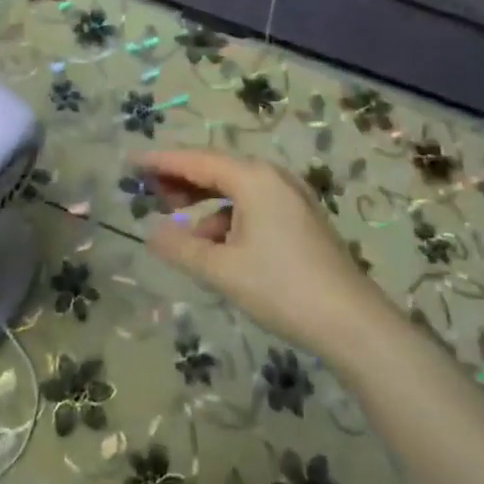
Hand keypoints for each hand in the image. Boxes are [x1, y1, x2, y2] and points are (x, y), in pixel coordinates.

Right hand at [138, 148, 395, 360]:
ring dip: (204, 201)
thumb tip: (151, 232)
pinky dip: (228, 217)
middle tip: (149, 193)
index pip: (196, 160)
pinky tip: (216, 245)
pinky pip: (253, 204)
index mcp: (253, 178)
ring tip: (179, 222)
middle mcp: (273, 177)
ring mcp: (291, 197)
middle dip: (181, 179)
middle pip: (217, 168)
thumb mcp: (221, 270)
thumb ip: (181, 247)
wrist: (352, 323)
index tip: (131, 163)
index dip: (161, 162)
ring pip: (235, 188)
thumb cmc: (281, 289)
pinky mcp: (300, 218)